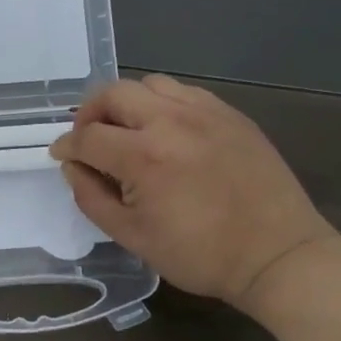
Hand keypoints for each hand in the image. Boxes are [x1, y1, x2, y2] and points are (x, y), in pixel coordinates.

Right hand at [50, 75, 336, 312]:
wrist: (278, 255)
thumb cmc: (199, 255)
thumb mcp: (132, 237)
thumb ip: (91, 197)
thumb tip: (72, 167)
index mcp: (143, 156)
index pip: (87, 136)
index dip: (66, 147)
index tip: (61, 156)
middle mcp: (171, 121)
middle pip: (113, 93)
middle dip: (90, 113)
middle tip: (89, 138)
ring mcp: (205, 112)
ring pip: (149, 84)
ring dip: (127, 103)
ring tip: (128, 130)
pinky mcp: (231, 114)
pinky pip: (184, 92)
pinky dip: (163, 104)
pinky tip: (167, 131)